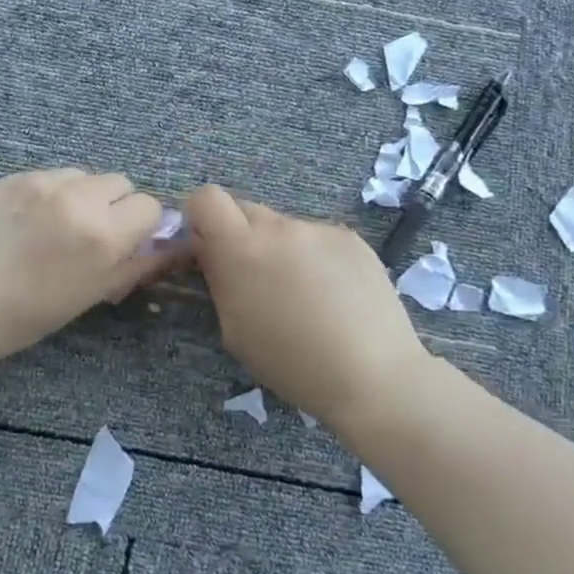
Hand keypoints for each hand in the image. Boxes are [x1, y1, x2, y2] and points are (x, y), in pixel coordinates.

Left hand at [0, 168, 168, 364]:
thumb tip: (171, 245)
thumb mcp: (92, 295)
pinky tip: (28, 218)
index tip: (125, 241)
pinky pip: (50, 175)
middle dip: (115, 205)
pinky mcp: (14, 176)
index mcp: (103, 235)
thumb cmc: (27, 314)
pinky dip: (50, 193)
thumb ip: (135, 264)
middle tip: (90, 232)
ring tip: (56, 223)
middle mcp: (79, 199)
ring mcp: (43, 182)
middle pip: (121, 183)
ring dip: (82, 195)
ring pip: (84, 175)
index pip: (149, 206)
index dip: (141, 225)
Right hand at [186, 185, 426, 420]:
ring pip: (285, 228)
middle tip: (255, 278)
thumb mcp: (235, 330)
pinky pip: (319, 239)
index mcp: (242, 249)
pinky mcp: (352, 238)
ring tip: (305, 296)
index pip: (207, 198)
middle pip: (245, 211)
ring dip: (282, 250)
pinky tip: (335, 296)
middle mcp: (279, 227)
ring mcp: (319, 229)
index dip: (201, 216)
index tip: (207, 245)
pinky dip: (317, 259)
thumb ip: (220, 279)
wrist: (372, 374)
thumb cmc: (292, 363)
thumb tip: (212, 252)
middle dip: (241, 236)